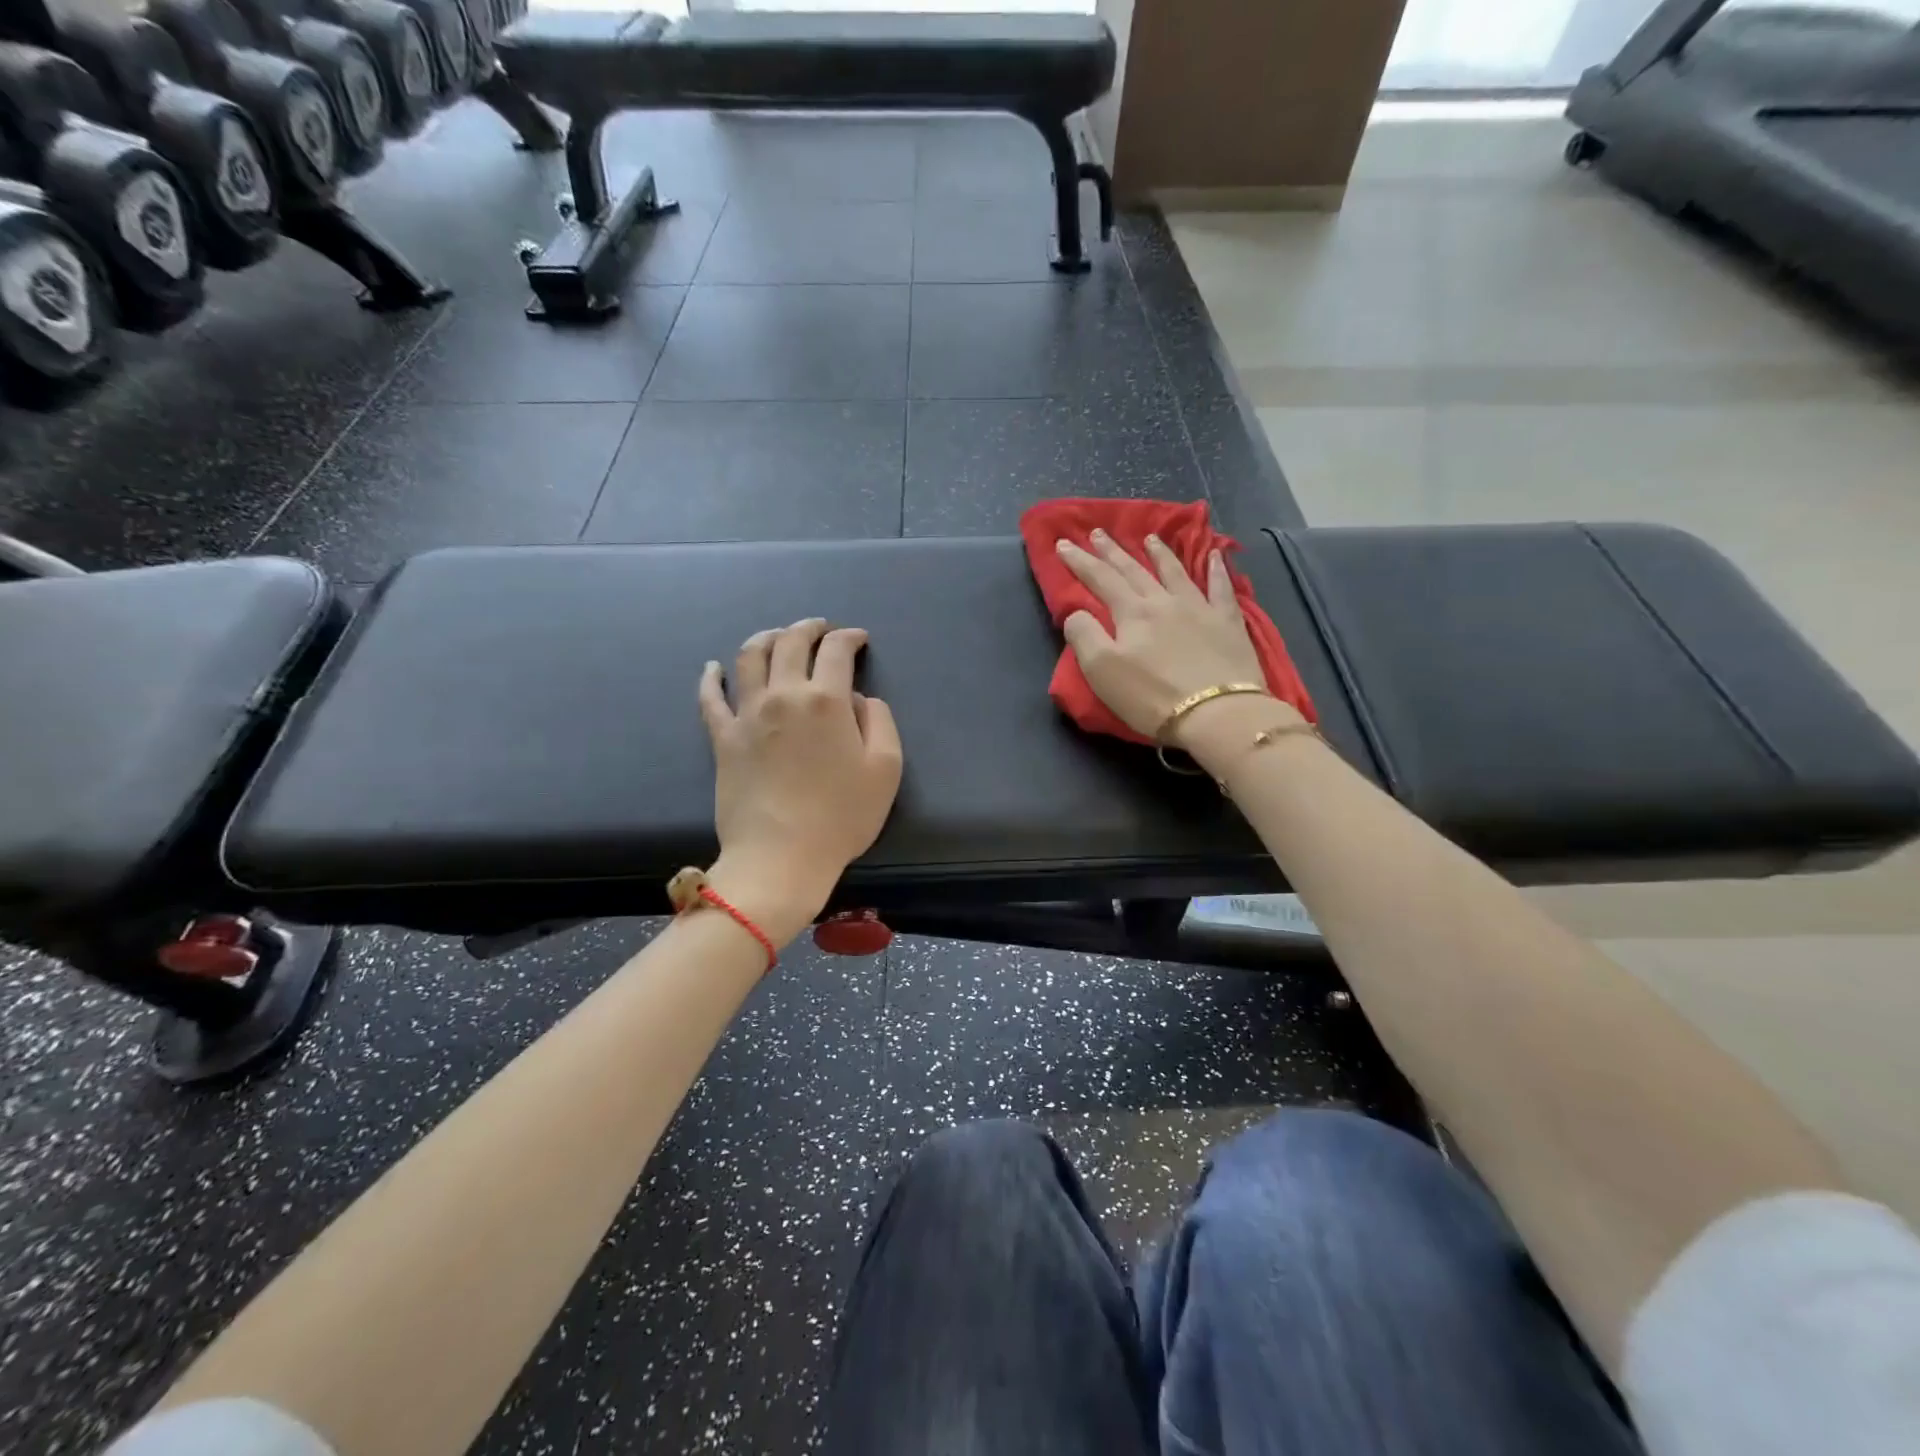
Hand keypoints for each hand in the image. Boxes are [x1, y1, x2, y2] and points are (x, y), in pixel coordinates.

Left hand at [698, 619, 903, 943]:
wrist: (781, 856)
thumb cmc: (842, 816)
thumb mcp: (886, 769)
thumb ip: (879, 722)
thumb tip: (858, 699)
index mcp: (827, 700)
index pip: (837, 651)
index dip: (849, 637)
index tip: (858, 639)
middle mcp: (784, 695)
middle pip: (790, 643)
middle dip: (809, 628)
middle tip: (821, 628)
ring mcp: (748, 714)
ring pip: (749, 657)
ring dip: (766, 638)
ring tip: (777, 637)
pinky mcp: (722, 737)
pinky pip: (710, 698)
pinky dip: (710, 677)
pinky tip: (713, 668)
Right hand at [1056, 530, 1285, 746]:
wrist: (1217, 713)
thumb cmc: (1151, 696)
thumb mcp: (1101, 670)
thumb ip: (1084, 635)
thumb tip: (1076, 612)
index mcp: (1131, 613)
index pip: (1100, 580)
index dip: (1080, 561)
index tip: (1064, 544)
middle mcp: (1163, 601)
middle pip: (1134, 570)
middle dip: (1112, 551)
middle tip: (1098, 533)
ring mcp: (1199, 608)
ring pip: (1175, 572)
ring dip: (1159, 553)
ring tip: (1149, 538)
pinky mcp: (1228, 623)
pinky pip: (1221, 588)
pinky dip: (1217, 569)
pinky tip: (1215, 555)